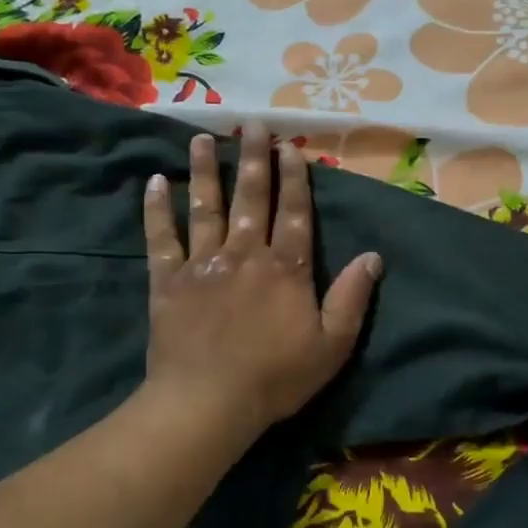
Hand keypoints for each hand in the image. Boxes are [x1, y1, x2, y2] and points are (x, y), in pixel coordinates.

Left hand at [142, 123, 381, 431]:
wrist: (209, 402)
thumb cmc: (276, 377)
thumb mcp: (332, 345)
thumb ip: (352, 298)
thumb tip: (373, 256)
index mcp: (286, 268)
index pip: (295, 213)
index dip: (295, 179)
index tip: (292, 148)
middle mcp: (245, 254)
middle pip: (251, 198)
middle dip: (253, 159)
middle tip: (252, 125)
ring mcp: (203, 264)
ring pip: (205, 207)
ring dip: (205, 171)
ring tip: (202, 138)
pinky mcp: (168, 280)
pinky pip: (161, 238)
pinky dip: (157, 210)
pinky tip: (154, 182)